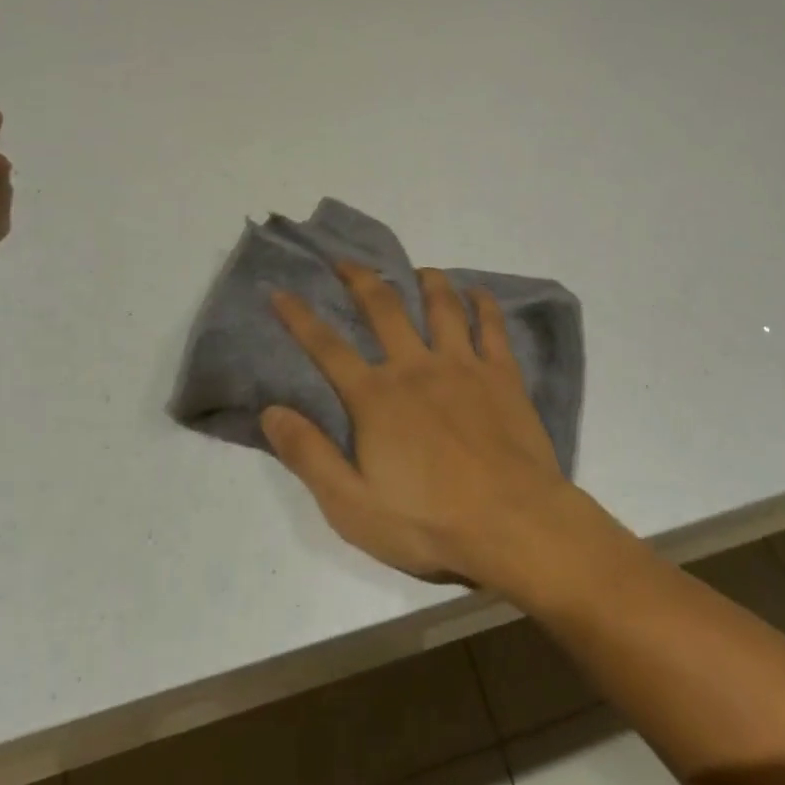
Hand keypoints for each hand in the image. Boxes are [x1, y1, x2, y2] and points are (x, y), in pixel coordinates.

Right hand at [264, 263, 577, 591]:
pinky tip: (477, 292)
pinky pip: (492, 326)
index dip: (299, 317)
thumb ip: (310, 456)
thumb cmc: (429, 522)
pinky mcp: (502, 374)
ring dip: (427, 281)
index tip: (281, 291)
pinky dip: (483, 303)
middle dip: (360, 279)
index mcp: (376, 397)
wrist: (513, 523)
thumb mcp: (352, 506)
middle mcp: (416, 367)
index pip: (327, 348)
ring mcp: (463, 365)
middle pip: (384, 308)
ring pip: (442, 306)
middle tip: (345, 260)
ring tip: (419, 270)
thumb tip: (271, 411)